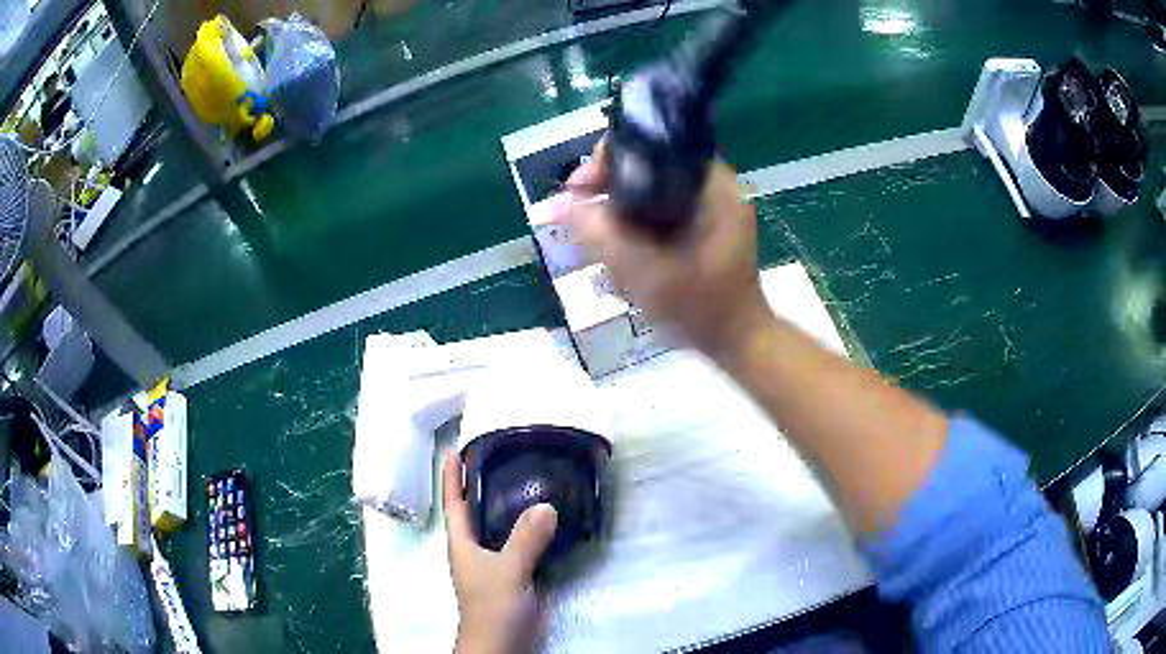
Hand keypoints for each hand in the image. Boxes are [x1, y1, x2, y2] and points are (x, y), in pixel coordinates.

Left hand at [443, 451, 557, 653]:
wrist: (501, 643)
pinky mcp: (509, 576)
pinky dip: (523, 528)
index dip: (452, 478)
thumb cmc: (494, 607)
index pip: (454, 504)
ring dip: (503, 505)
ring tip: (521, 481)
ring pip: (494, 527)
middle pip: (472, 511)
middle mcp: (473, 551)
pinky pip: (514, 542)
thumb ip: (526, 540)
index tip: (452, 450)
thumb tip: (546, 505)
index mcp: (463, 545)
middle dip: (478, 485)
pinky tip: (541, 522)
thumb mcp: (508, 570)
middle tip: (495, 458)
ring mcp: (491, 565)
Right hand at [548, 139, 772, 359]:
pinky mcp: (703, 227)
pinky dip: (635, 228)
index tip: (581, 186)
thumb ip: (599, 233)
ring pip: (650, 194)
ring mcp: (710, 208)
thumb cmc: (702, 308)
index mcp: (712, 185)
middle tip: (579, 215)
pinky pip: (659, 214)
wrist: (738, 342)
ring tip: (593, 238)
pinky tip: (617, 252)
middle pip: (647, 169)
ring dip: (618, 213)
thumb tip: (554, 204)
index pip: (652, 146)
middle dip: (608, 191)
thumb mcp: (645, 270)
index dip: (609, 160)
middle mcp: (714, 187)